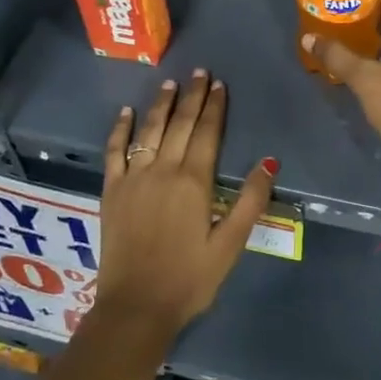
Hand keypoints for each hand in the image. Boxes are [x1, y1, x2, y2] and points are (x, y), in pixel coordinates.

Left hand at [92, 71, 275, 342]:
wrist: (136, 307)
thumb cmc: (189, 279)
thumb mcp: (230, 244)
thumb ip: (250, 201)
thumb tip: (268, 162)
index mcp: (194, 182)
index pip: (207, 133)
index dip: (214, 107)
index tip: (219, 84)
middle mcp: (163, 170)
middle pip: (180, 124)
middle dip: (191, 96)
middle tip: (199, 73)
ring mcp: (133, 178)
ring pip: (149, 131)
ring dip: (160, 105)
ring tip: (169, 83)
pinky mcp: (111, 191)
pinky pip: (114, 152)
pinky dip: (120, 130)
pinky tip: (126, 112)